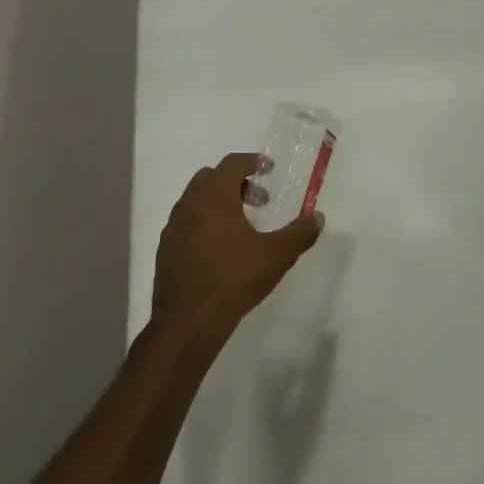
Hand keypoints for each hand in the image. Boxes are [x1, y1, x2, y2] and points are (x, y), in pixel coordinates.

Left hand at [153, 152, 324, 337]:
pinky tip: (220, 249)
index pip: (232, 163)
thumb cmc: (234, 279)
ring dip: (219, 202)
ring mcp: (173, 227)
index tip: (268, 168)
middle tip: (258, 200)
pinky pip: (187, 222)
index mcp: (214, 196)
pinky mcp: (166, 249)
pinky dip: (204, 222)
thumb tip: (317, 217)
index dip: (252, 161)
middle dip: (236, 182)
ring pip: (196, 200)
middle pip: (211, 178)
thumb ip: (300, 233)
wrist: (188, 322)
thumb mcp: (276, 256)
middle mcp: (189, 204)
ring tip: (242, 226)